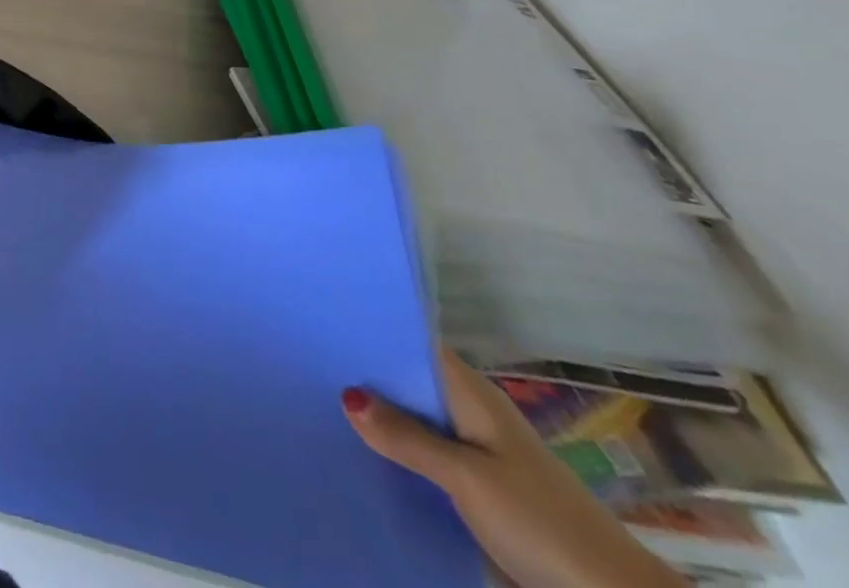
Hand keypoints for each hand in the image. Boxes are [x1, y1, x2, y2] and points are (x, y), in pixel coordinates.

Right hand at [343, 349, 684, 587]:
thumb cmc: (542, 524)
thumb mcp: (467, 478)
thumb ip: (406, 437)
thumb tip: (346, 394)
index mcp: (472, 395)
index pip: (411, 344)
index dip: (371, 332)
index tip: (320, 323)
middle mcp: (472, 416)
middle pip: (408, 384)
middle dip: (365, 378)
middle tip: (306, 366)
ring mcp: (478, 457)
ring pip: (415, 425)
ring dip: (380, 423)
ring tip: (320, 409)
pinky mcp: (481, 494)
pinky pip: (426, 461)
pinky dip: (398, 458)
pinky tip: (363, 460)